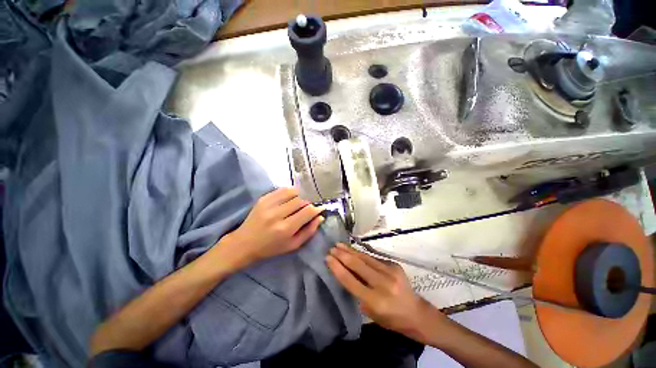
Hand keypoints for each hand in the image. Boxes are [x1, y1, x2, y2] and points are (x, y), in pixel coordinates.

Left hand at [220, 188, 323, 268]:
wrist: (244, 243)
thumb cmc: (271, 248)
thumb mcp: (293, 245)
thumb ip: (309, 231)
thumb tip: (320, 217)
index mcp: (285, 228)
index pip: (307, 211)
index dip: (317, 209)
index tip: (320, 209)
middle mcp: (277, 214)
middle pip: (301, 200)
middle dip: (308, 203)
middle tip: (308, 208)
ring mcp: (269, 204)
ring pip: (293, 192)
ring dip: (300, 196)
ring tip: (299, 203)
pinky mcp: (263, 198)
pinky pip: (282, 190)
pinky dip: (290, 192)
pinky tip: (290, 198)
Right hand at [326, 243, 440, 341]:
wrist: (416, 313)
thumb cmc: (391, 319)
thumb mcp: (371, 312)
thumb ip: (358, 292)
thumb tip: (345, 272)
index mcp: (375, 301)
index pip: (351, 281)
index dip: (337, 268)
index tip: (328, 258)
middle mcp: (383, 284)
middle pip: (357, 265)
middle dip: (342, 255)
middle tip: (331, 248)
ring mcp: (390, 272)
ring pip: (365, 257)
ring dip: (350, 250)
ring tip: (339, 245)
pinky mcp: (394, 265)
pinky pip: (373, 258)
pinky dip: (361, 254)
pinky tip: (354, 251)